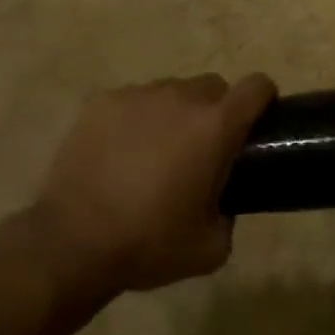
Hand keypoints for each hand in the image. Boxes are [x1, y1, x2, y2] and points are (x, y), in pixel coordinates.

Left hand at [32, 73, 275, 291]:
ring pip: (172, 92)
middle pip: (213, 87)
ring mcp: (138, 95)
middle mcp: (181, 98)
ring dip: (174, 115)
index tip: (257, 122)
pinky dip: (136, 120)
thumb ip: (230, 215)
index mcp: (215, 126)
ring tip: (154, 153)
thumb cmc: (149, 243)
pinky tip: (120, 154)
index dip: (263, 99)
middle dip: (215, 111)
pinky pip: (133, 101)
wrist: (71, 242)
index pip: (257, 87)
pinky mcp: (102, 102)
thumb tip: (222, 201)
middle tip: (200, 150)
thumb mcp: (211, 248)